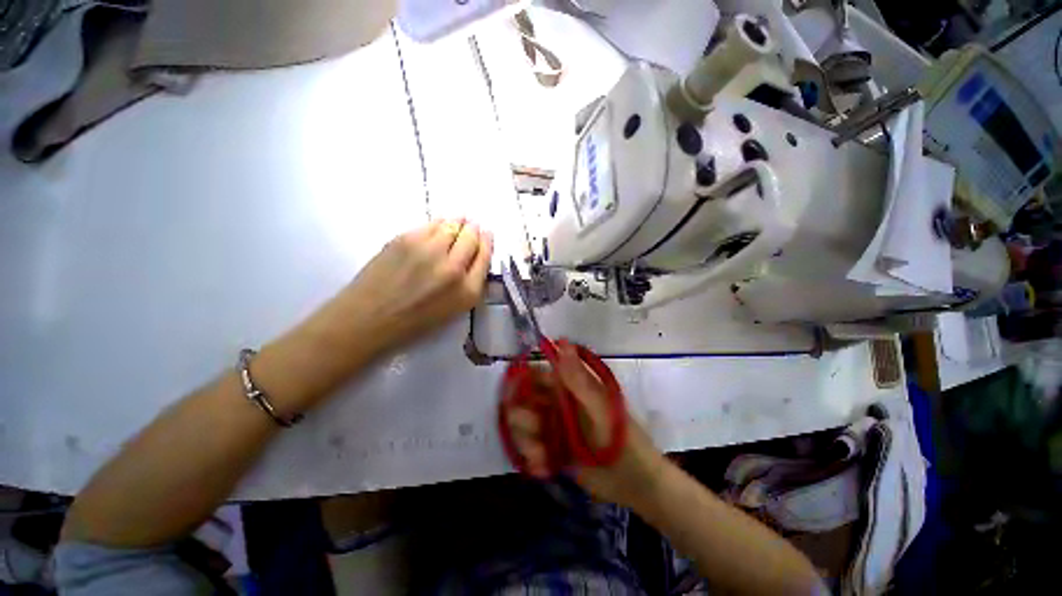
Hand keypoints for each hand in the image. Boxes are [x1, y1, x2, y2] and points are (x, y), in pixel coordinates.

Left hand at [306, 219, 493, 356]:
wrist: (369, 318)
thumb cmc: (415, 321)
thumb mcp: (454, 310)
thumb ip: (471, 284)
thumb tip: (475, 256)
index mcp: (467, 290)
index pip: (485, 255)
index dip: (487, 241)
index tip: (487, 233)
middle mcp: (453, 267)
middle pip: (471, 237)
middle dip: (474, 229)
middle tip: (473, 225)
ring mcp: (428, 250)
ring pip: (451, 225)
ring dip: (458, 222)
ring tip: (459, 220)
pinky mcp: (406, 239)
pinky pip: (430, 224)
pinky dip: (438, 223)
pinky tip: (438, 225)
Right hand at [503, 342, 667, 508]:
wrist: (636, 482)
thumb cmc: (621, 437)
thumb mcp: (598, 406)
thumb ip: (576, 377)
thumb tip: (561, 340)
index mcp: (568, 387)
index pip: (535, 376)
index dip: (521, 384)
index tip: (515, 398)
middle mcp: (557, 404)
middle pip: (525, 403)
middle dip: (523, 420)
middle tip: (537, 433)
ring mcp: (554, 429)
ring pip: (524, 429)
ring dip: (527, 443)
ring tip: (543, 459)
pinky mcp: (553, 452)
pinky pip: (531, 452)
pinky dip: (534, 461)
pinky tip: (544, 470)